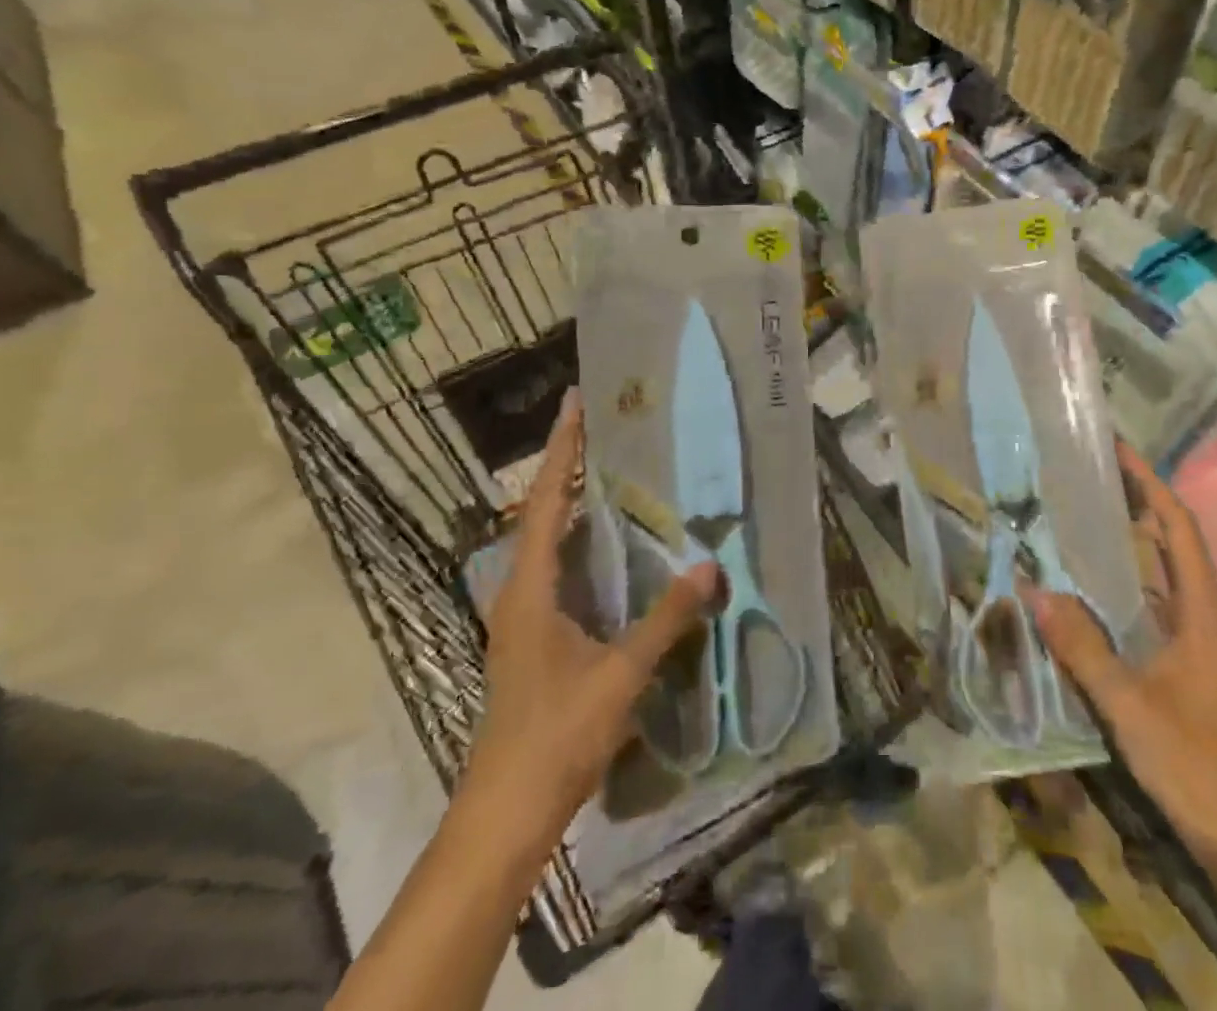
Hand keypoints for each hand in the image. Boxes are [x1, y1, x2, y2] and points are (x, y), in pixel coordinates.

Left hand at [462, 389, 718, 862]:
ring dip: (576, 505)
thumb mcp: (620, 674)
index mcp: (530, 588)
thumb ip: (666, 619)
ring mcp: (524, 618)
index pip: (547, 502)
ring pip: (551, 544)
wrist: (507, 814)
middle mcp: (520, 592)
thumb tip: (709, 566)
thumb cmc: (556, 735)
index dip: (562, 450)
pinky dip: (584, 545)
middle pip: (544, 514)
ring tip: (614, 473)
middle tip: (607, 428)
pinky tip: (617, 550)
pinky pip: (561, 572)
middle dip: (570, 468)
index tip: (574, 404)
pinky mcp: (536, 639)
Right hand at [1029, 441, 1216, 854]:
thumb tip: (1033, 590)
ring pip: (1163, 570)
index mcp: (1201, 611)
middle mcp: (1203, 613)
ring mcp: (1196, 637)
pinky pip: (1154, 599)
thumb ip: (1081, 648)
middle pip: (1172, 540)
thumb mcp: (1129, 704)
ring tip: (1087, 509)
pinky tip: (1094, 579)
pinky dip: (1127, 576)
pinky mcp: (1185, 658)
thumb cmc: (1193, 760)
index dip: (1150, 486)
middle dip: (1138, 500)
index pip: (1178, 529)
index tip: (1119, 451)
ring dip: (1133, 536)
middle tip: (1091, 472)